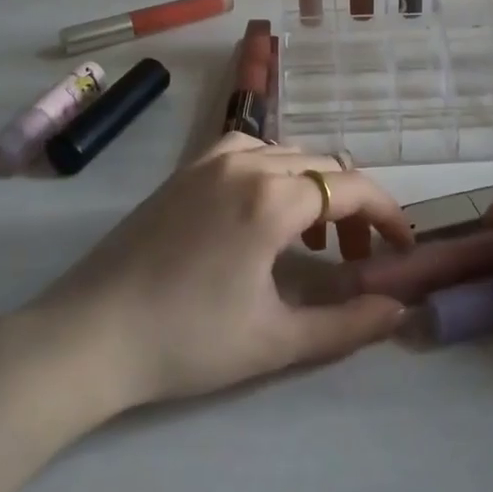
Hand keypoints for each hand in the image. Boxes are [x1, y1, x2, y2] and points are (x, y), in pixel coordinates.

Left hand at [32, 134, 492, 411]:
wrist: (89, 335)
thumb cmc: (187, 341)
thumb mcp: (276, 341)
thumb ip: (347, 324)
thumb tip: (399, 310)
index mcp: (272, 198)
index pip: (352, 187)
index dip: (387, 214)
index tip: (403, 247)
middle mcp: (247, 161)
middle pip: (323, 166)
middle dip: (353, 206)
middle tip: (357, 258)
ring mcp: (211, 159)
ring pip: (288, 153)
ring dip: (314, 187)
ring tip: (315, 237)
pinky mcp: (186, 169)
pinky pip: (249, 150)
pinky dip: (275, 171)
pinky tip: (264, 210)